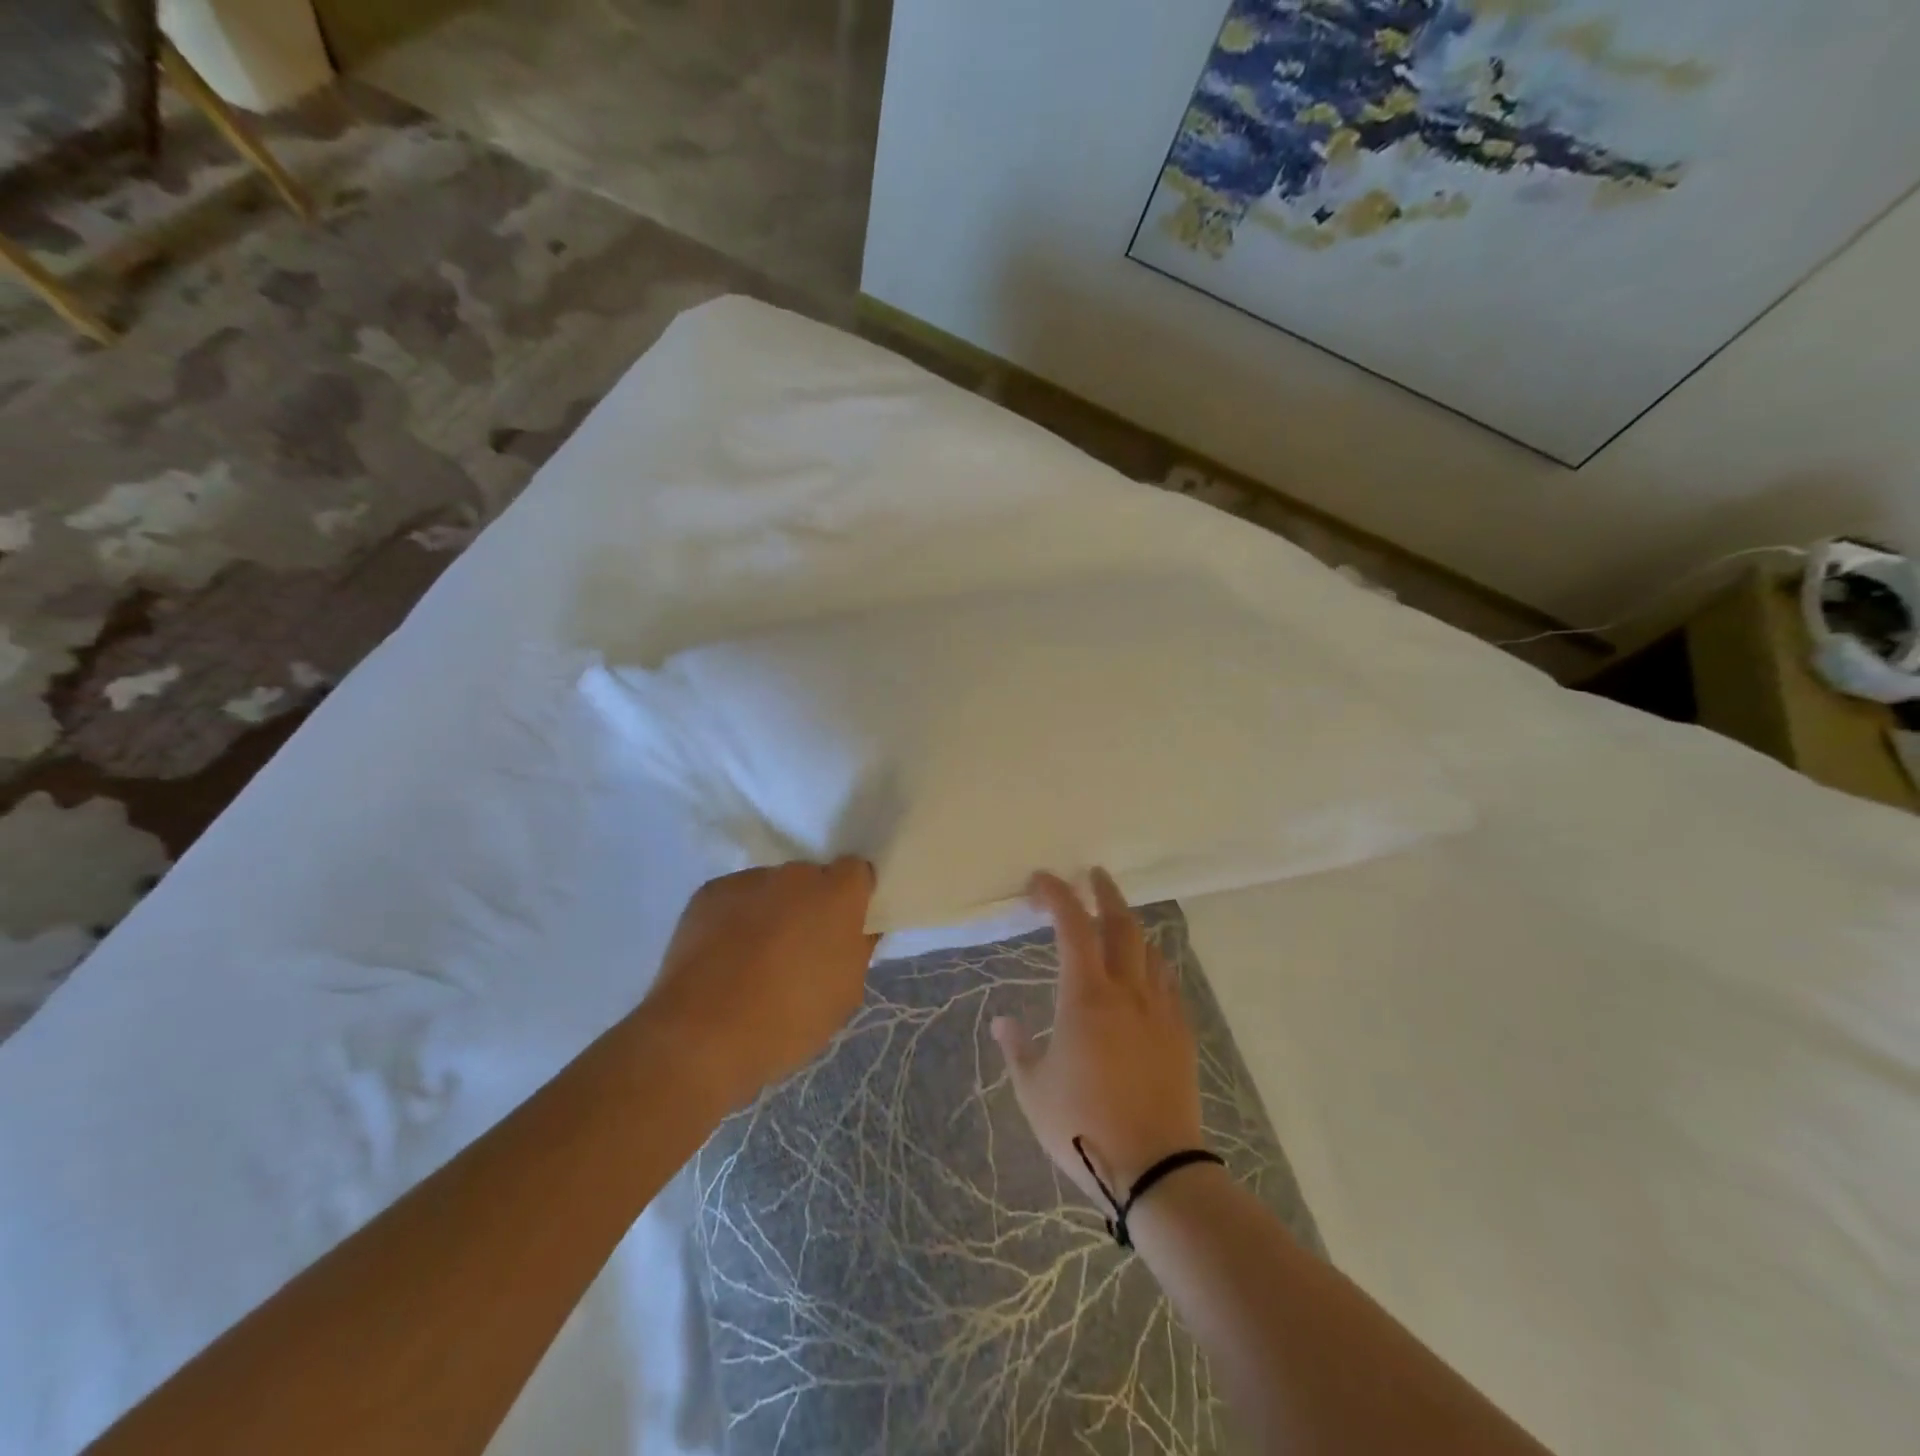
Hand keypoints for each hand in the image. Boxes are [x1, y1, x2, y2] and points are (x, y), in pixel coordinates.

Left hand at [644, 859, 878, 1112]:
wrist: (701, 1036)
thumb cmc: (789, 1019)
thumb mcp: (845, 994)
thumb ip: (857, 950)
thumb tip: (858, 930)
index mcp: (838, 894)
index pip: (857, 872)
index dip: (853, 897)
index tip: (846, 926)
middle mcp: (795, 875)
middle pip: (812, 880)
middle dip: (811, 905)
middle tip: (801, 948)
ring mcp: (749, 880)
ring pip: (771, 889)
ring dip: (772, 911)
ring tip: (755, 958)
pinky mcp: (709, 893)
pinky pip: (736, 899)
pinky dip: (736, 918)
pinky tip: (725, 958)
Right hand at [992, 868, 1206, 1207]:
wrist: (1156, 1169)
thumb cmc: (1083, 1126)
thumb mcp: (1034, 1090)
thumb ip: (1017, 1048)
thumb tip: (1003, 1020)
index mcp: (1086, 996)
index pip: (1071, 926)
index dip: (1056, 894)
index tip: (1041, 880)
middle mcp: (1126, 991)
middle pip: (1121, 923)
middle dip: (1104, 892)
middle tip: (1092, 876)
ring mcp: (1159, 1010)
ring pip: (1148, 948)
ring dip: (1130, 926)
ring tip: (1115, 923)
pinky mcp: (1181, 1033)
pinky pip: (1167, 981)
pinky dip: (1151, 963)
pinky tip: (1145, 973)